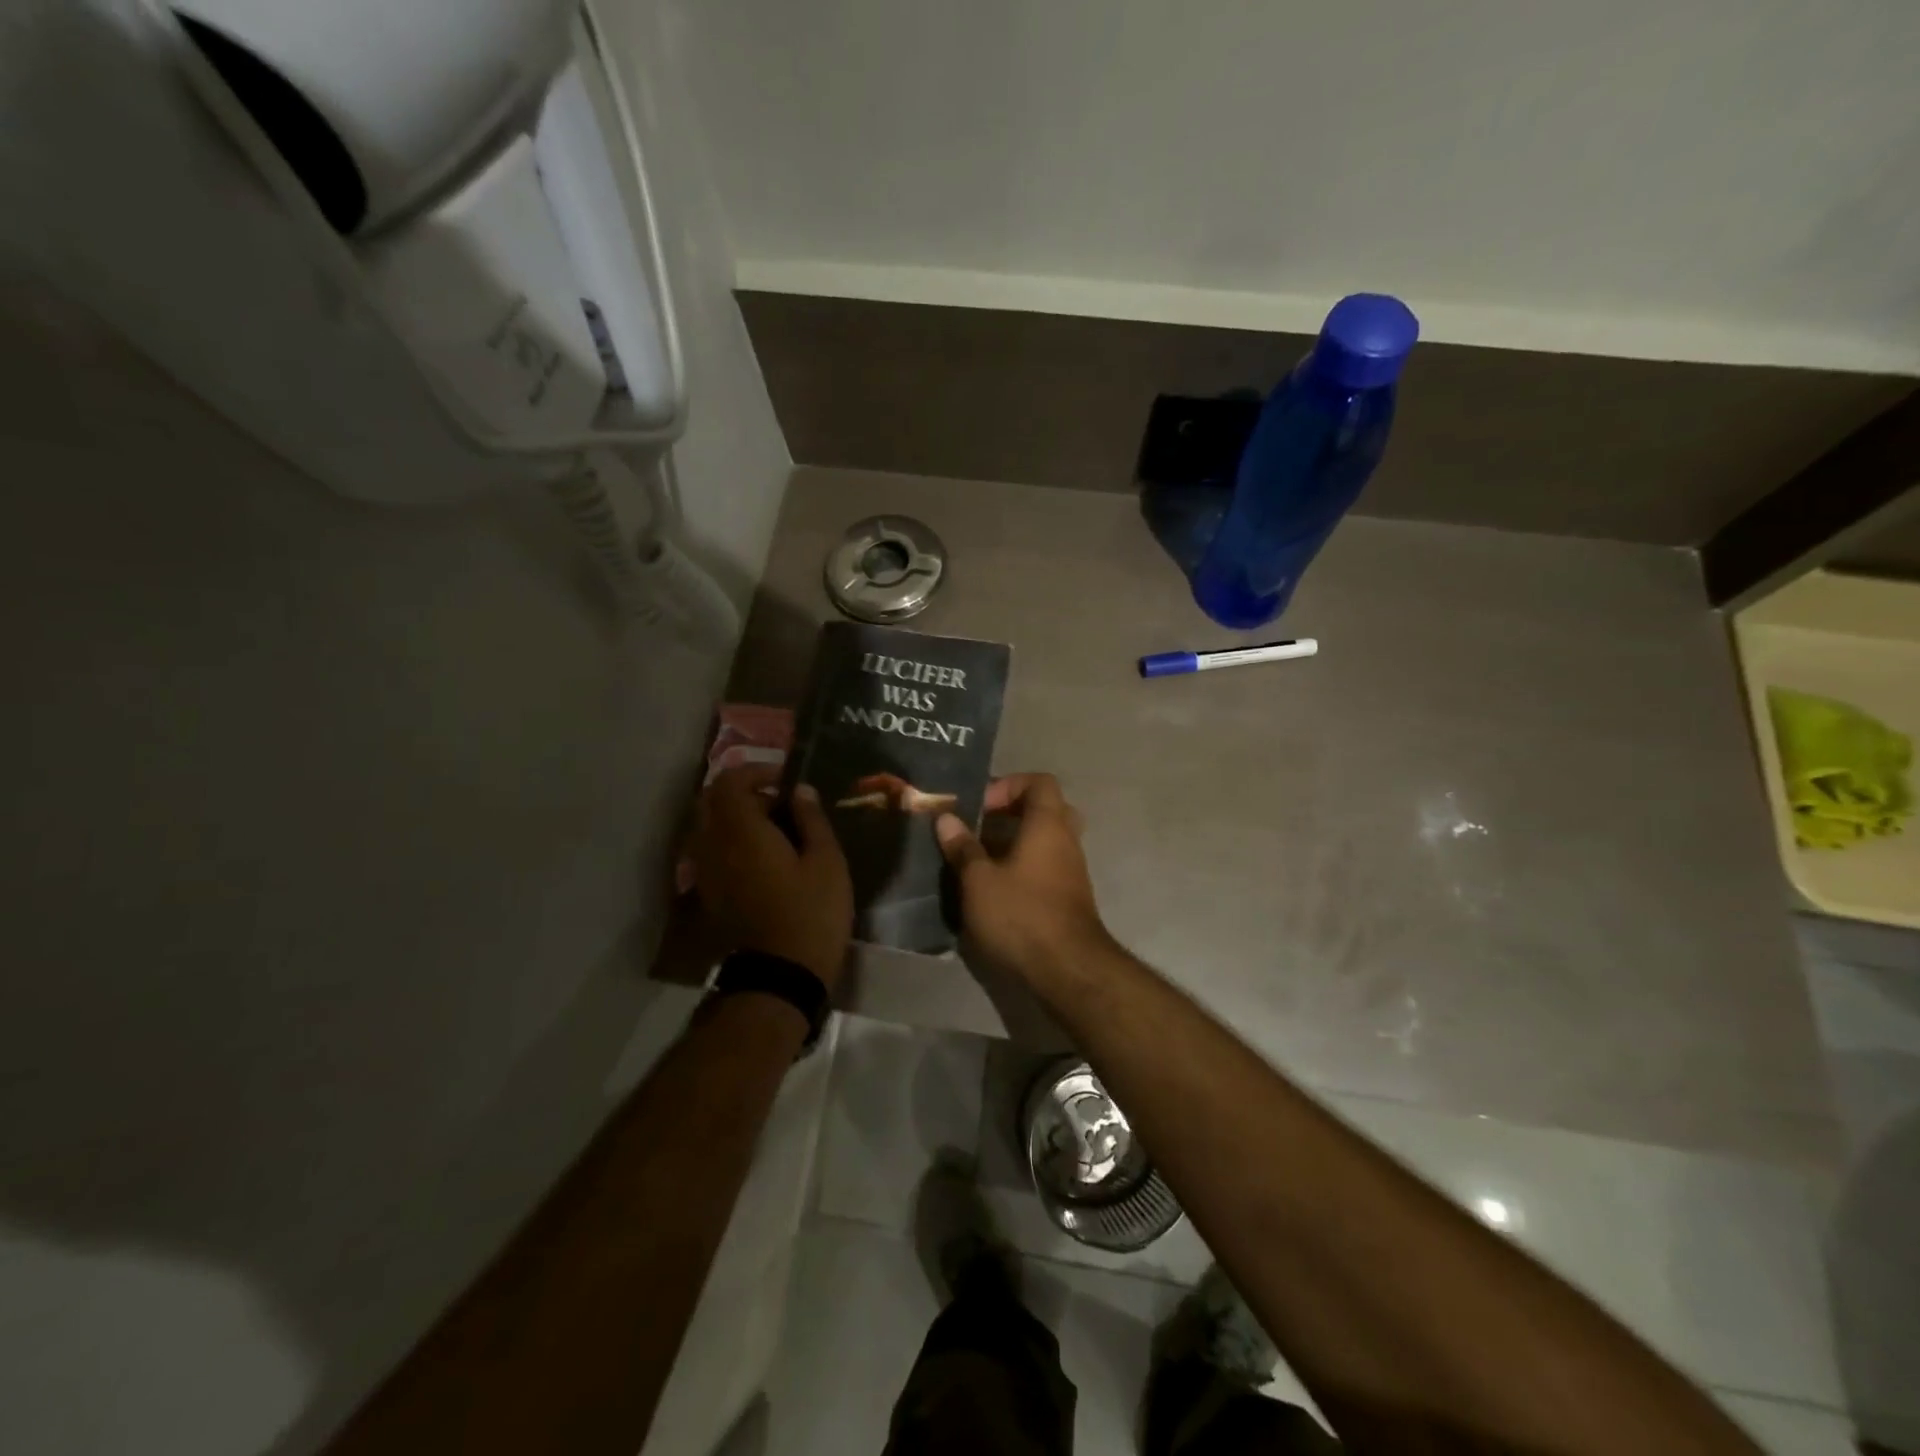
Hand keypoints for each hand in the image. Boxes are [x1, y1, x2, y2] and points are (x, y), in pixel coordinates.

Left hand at [691, 765, 852, 987]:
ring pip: (709, 827)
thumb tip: (800, 790)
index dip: (756, 771)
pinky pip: (711, 851)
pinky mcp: (709, 893)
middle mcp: (713, 845)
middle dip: (743, 792)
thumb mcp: (826, 861)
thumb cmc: (811, 913)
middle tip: (780, 803)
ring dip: (736, 817)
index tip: (785, 780)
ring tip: (774, 830)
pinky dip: (731, 841)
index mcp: (741, 831)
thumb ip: (811, 820)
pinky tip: (762, 857)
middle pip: (712, 801)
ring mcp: (706, 872)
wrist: (781, 976)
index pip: (730, 781)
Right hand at [934, 774, 1112, 989]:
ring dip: (1015, 842)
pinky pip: (1047, 865)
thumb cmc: (1021, 914)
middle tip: (981, 826)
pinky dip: (1024, 866)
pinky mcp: (1069, 896)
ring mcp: (1072, 869)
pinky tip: (996, 887)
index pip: (1040, 782)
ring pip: (1046, 839)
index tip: (980, 806)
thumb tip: (946, 818)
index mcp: (1048, 824)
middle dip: (1011, 813)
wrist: (1067, 969)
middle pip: (1045, 808)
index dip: (1008, 785)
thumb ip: (963, 847)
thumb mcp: (979, 880)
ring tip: (980, 858)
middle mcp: (1066, 840)